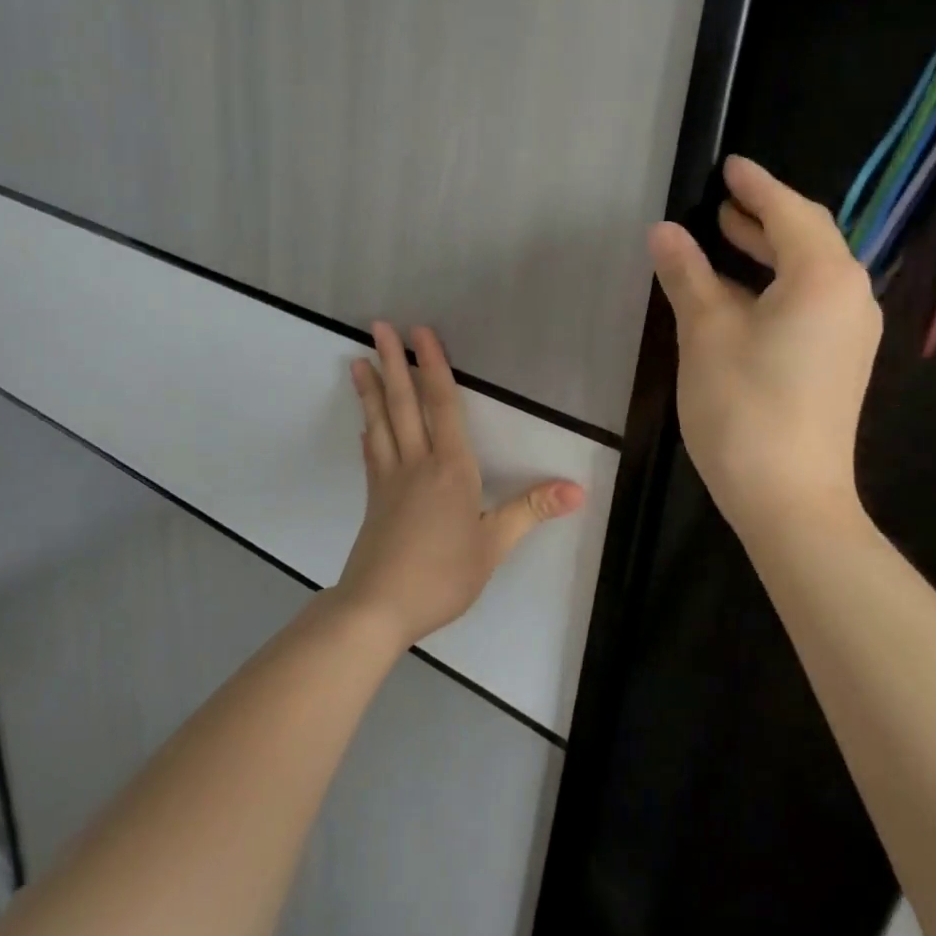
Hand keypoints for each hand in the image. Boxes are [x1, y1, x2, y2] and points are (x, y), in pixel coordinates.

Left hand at [337, 321, 585, 649]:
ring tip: (357, 361)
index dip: (434, 366)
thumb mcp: (494, 546)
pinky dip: (369, 430)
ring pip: (381, 423)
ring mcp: (390, 479)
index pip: (443, 405)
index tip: (420, 333)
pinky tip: (366, 423)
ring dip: (371, 389)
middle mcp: (417, 463)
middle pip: (404, 404)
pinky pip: (372, 453)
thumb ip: (531, 510)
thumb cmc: (443, 575)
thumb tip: (578, 488)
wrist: (378, 608)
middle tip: (378, 327)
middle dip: (394, 363)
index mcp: (451, 468)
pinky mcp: (374, 499)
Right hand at [648, 156, 881, 538]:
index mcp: (824, 277)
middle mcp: (851, 296)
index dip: (756, 186)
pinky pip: (813, 301)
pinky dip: (778, 284)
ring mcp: (852, 332)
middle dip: (764, 216)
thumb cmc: (744, 407)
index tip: (729, 165)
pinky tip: (743, 293)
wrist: (791, 500)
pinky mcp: (841, 362)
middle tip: (723, 200)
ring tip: (726, 237)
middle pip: (809, 238)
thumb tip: (665, 231)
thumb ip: (688, 275)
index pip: (790, 212)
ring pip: (811, 272)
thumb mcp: (705, 333)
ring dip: (769, 251)